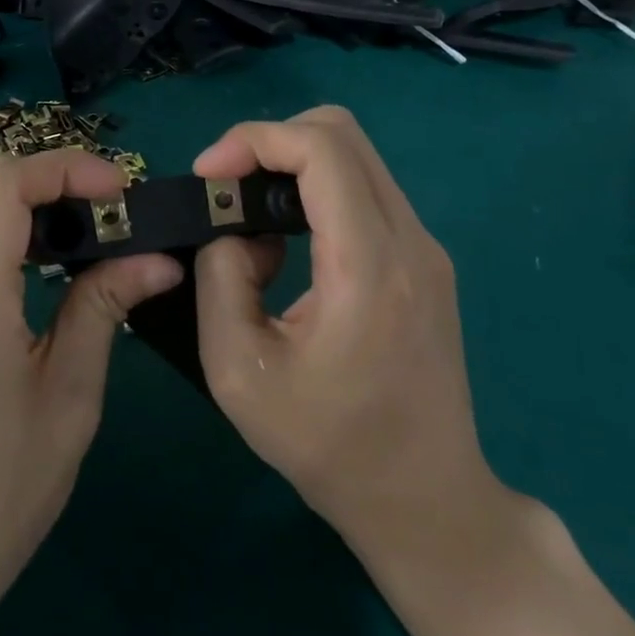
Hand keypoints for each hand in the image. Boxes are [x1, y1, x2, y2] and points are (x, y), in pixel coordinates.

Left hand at [0, 148, 182, 635]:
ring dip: (30, 215)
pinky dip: (4, 246)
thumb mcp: (65, 403)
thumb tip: (154, 259)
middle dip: (55, 185)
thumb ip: (102, 312)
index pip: (6, 185)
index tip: (120, 192)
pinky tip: (40, 283)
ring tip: (88, 247)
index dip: (67, 168)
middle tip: (113, 218)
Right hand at [192, 106, 509, 556]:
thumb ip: (221, 278)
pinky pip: (365, 189)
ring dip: (292, 163)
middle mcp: (410, 241)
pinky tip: (287, 238)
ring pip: (355, 156)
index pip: (321, 149)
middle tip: (227, 184)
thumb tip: (233, 229)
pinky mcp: (424, 260)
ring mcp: (425, 248)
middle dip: (271, 141)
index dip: (254, 139)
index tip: (208, 174)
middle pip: (341, 133)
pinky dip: (316, 189)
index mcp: (369, 267)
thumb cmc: (328, 446)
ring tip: (248, 213)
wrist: (426, 503)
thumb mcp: (239, 372)